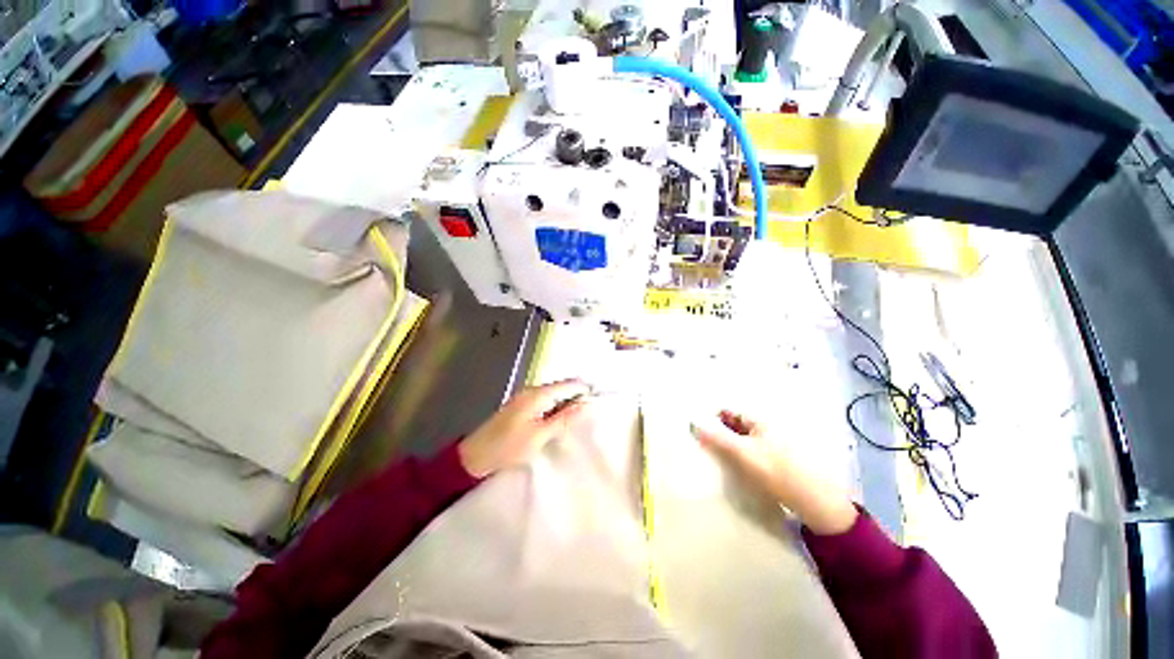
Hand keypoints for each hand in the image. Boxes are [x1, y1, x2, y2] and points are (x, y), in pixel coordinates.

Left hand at [458, 379, 591, 477]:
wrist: (475, 456)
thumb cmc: (509, 446)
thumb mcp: (540, 435)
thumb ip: (564, 418)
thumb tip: (585, 404)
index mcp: (538, 394)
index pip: (569, 384)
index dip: (585, 389)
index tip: (599, 398)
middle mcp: (532, 391)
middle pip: (561, 388)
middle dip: (577, 397)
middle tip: (592, 412)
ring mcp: (525, 398)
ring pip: (553, 396)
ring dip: (566, 404)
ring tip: (580, 417)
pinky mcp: (521, 407)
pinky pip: (545, 402)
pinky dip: (555, 409)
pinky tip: (560, 420)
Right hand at [692, 410, 857, 534]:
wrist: (816, 502)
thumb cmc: (777, 472)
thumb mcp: (743, 453)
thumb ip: (717, 438)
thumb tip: (693, 424)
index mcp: (760, 421)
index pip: (729, 412)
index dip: (712, 417)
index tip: (697, 429)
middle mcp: (766, 428)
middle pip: (735, 425)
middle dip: (719, 431)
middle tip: (702, 444)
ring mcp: (773, 445)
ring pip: (742, 440)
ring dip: (728, 445)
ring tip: (713, 457)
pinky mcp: (776, 462)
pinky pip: (751, 453)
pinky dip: (739, 457)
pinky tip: (733, 468)